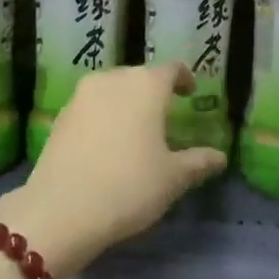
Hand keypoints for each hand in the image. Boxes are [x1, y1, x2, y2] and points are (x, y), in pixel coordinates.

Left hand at [0, 64, 225, 278]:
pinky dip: (103, 116)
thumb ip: (198, 162)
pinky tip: (106, 143)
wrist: (62, 209)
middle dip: (153, 91)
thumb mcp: (173, 178)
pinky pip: (90, 107)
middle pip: (138, 75)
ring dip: (125, 102)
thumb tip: (219, 157)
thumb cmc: (129, 186)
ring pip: (111, 89)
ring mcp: (81, 96)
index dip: (183, 78)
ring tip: (135, 129)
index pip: (170, 69)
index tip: (190, 93)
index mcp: (146, 85)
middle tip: (164, 115)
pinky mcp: (59, 116)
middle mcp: (112, 80)